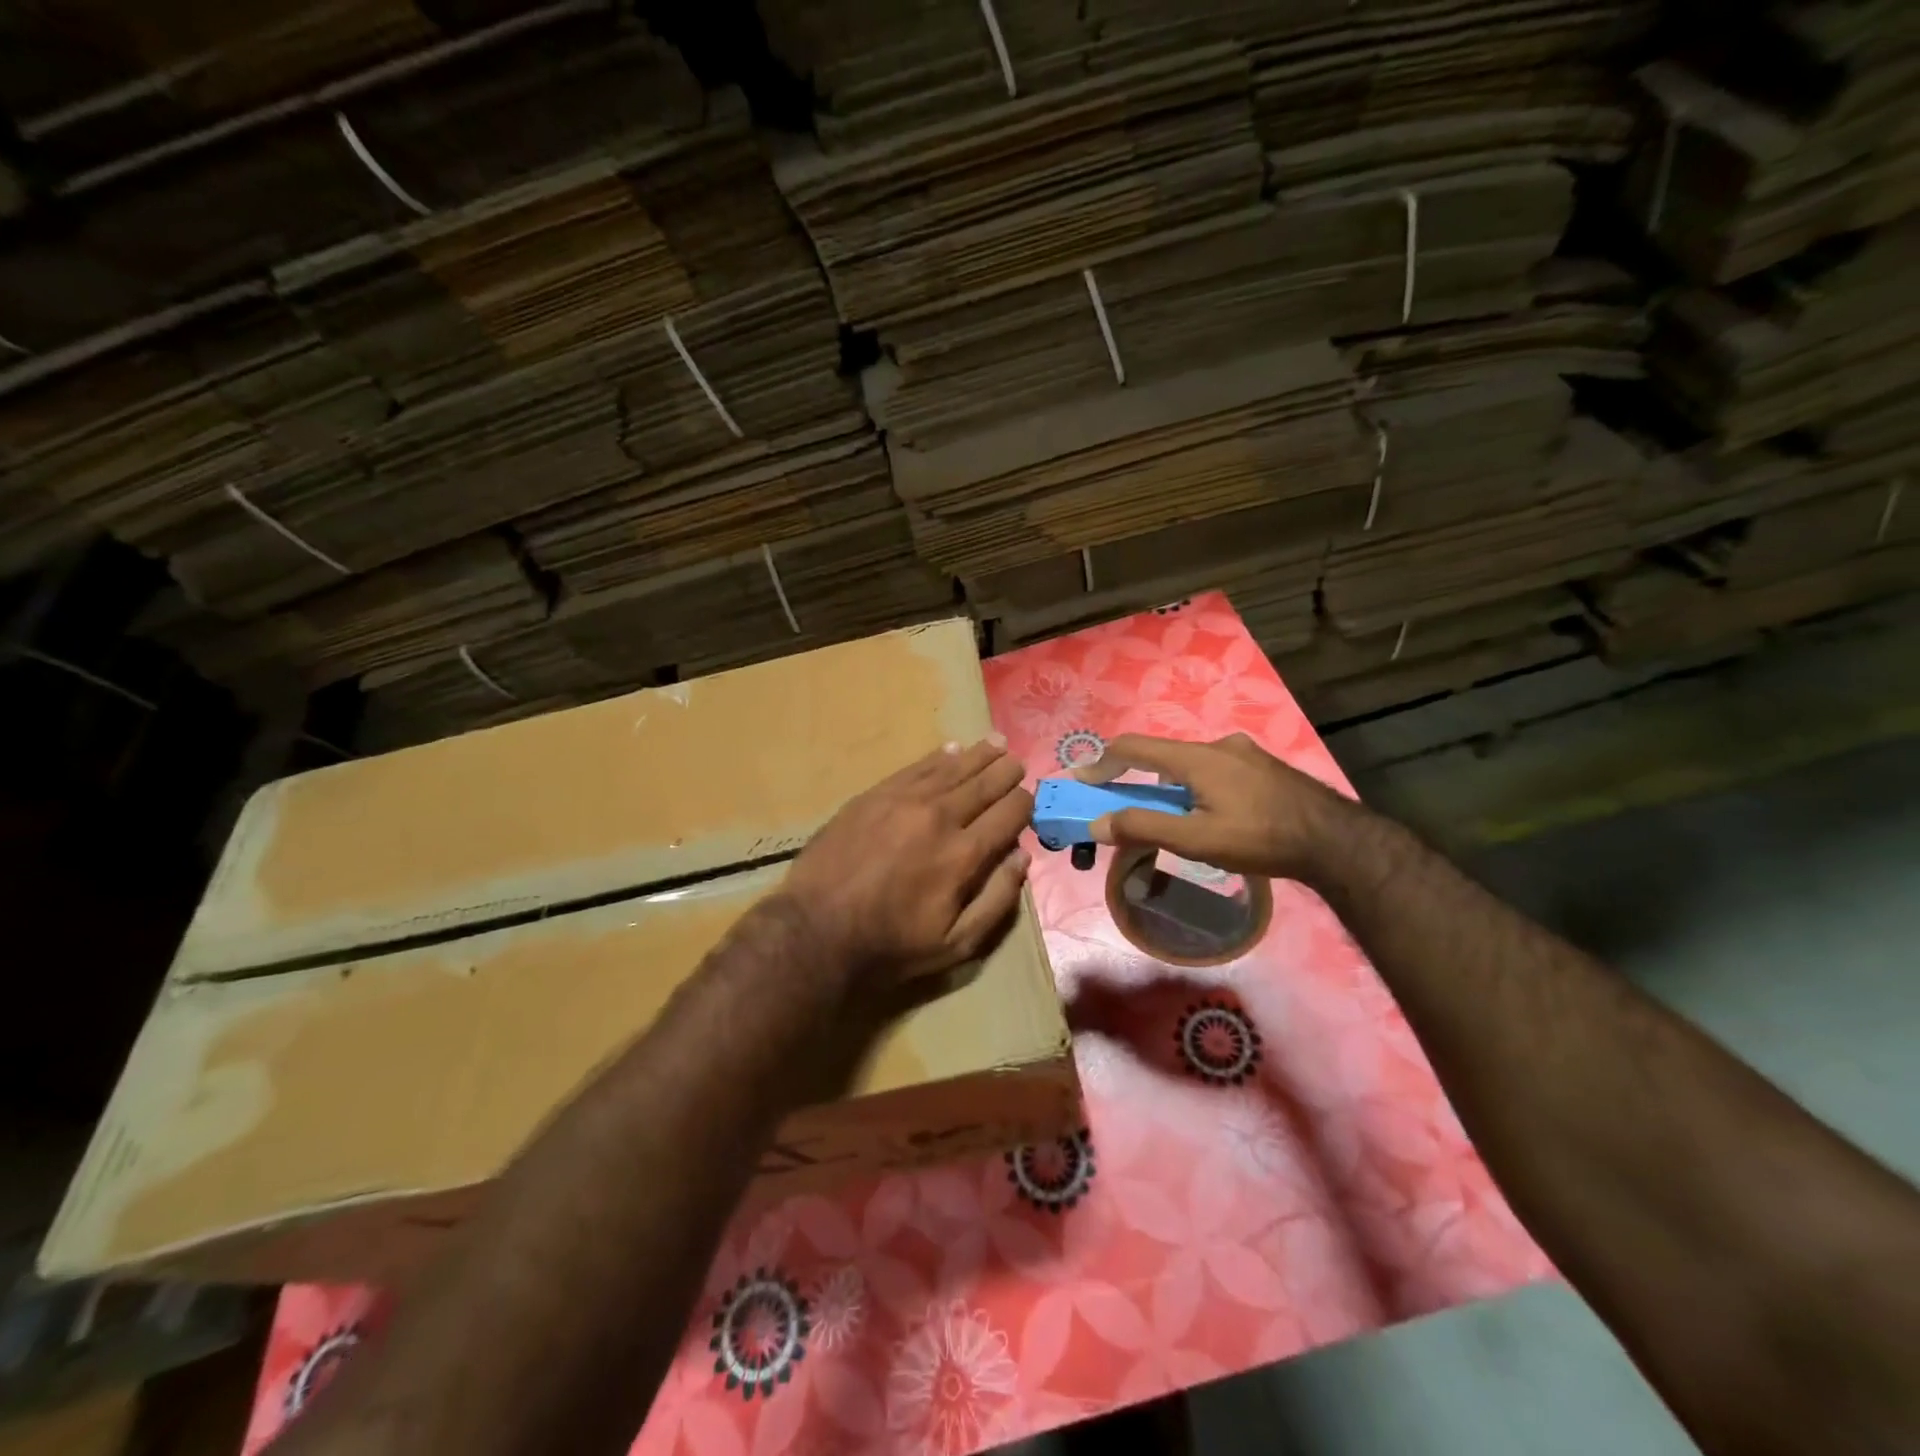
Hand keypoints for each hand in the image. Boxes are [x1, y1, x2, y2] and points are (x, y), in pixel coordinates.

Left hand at [780, 738, 1033, 991]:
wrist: (817, 930)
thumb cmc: (891, 944)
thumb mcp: (956, 943)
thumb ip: (997, 900)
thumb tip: (1022, 857)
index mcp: (964, 854)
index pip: (1009, 813)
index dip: (1025, 804)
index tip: (1027, 802)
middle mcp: (940, 817)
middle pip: (984, 783)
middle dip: (1006, 771)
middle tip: (1017, 762)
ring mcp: (904, 800)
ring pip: (952, 767)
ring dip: (978, 754)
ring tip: (995, 742)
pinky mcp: (874, 795)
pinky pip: (915, 767)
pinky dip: (938, 756)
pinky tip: (950, 749)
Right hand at [1071, 733, 1349, 881]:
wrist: (1337, 841)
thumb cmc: (1261, 839)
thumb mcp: (1196, 840)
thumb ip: (1144, 828)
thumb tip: (1097, 823)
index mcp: (1195, 758)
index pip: (1133, 747)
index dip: (1102, 761)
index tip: (1081, 779)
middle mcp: (1217, 745)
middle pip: (1162, 756)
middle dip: (1136, 778)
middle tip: (1125, 807)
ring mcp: (1244, 754)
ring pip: (1191, 765)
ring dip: (1169, 786)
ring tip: (1173, 819)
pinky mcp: (1264, 767)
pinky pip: (1216, 770)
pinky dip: (1197, 787)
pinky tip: (1213, 814)